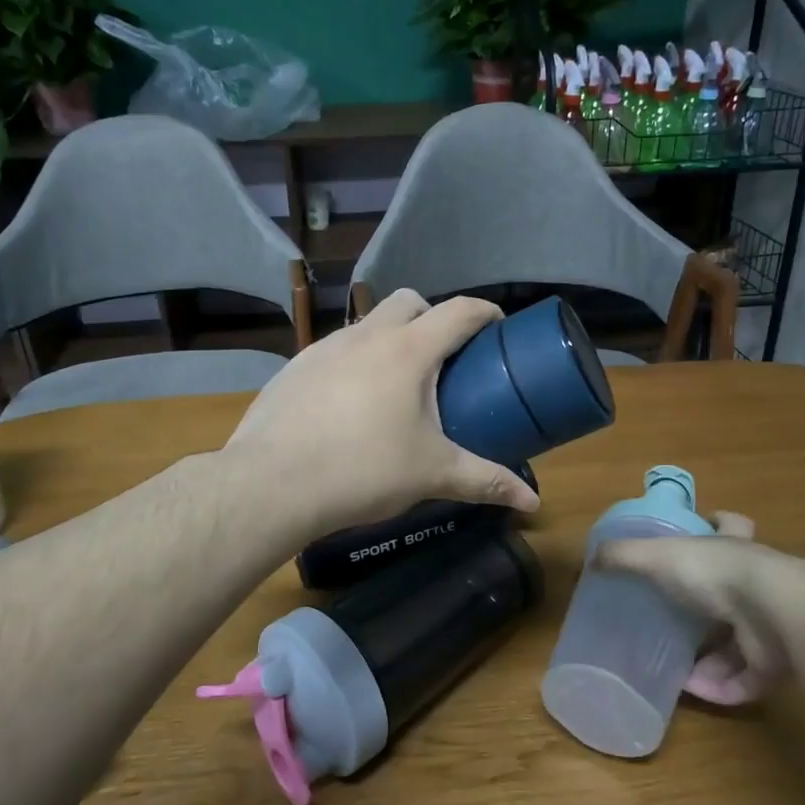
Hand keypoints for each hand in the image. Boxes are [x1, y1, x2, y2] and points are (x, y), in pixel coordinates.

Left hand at [225, 290, 540, 536]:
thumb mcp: (432, 475)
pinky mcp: (294, 367)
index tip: (498, 327)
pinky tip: (349, 404)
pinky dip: (354, 362)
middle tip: (443, 358)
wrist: (272, 483)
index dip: (485, 313)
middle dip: (432, 317)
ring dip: (390, 338)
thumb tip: (532, 503)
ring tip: (396, 384)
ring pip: (367, 323)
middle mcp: (366, 335)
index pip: (459, 311)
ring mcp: (324, 347)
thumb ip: (485, 481)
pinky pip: (335, 350)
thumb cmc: (363, 470)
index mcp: (408, 350)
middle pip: (409, 301)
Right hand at [594, 512, 797, 706]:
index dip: (719, 522)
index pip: (731, 523)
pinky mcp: (776, 663)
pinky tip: (692, 691)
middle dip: (708, 607)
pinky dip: (720, 688)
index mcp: (732, 547)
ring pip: (739, 642)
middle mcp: (757, 581)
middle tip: (677, 620)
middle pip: (735, 589)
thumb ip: (624, 556)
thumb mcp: (657, 556)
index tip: (708, 522)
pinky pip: (745, 680)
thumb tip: (590, 560)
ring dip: (710, 660)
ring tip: (679, 669)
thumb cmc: (715, 573)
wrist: (776, 615)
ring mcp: (771, 623)